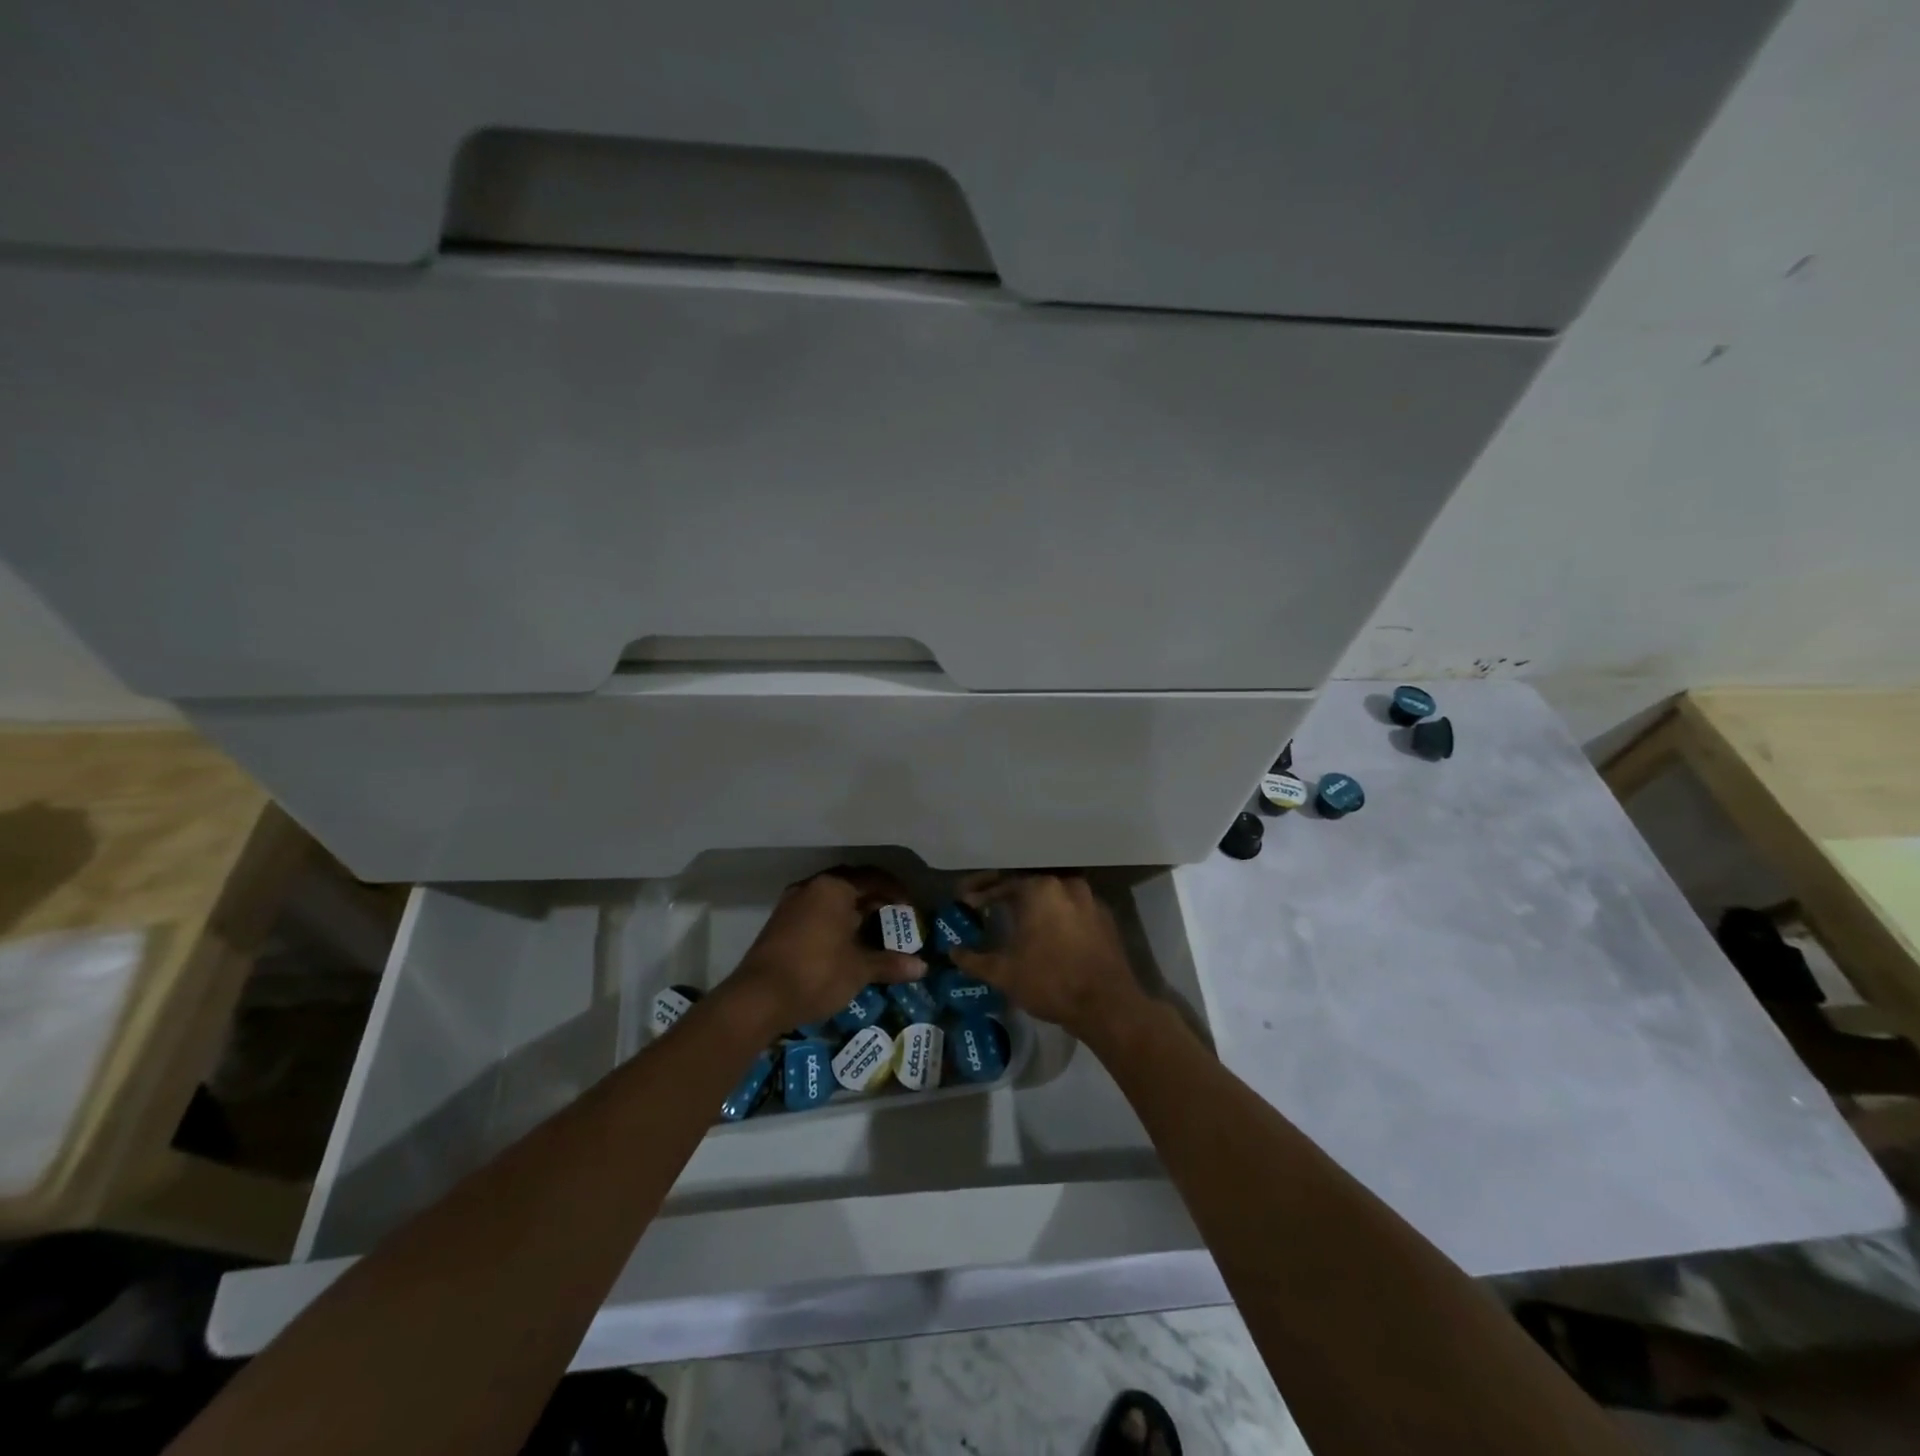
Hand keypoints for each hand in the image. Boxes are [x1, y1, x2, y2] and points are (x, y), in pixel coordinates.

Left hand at [725, 869, 924, 1033]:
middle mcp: (812, 887)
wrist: (758, 998)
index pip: (874, 878)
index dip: (897, 892)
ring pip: (831, 898)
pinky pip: (816, 912)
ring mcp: (792, 903)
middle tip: (894, 919)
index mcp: (834, 888)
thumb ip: (890, 963)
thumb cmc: (817, 974)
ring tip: (872, 932)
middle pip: (852, 884)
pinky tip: (844, 943)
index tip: (911, 910)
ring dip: (853, 911)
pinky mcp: (780, 923)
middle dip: (875, 900)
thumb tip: (922, 967)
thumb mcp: (859, 969)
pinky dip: (834, 921)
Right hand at [952, 873, 1150, 1044]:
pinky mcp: (1106, 918)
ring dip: (1033, 902)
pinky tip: (1046, 931)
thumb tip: (953, 952)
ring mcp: (1090, 899)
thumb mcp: (1004, 973)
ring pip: (1053, 894)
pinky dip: (1056, 914)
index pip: (1003, 882)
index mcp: (1040, 889)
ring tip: (1015, 916)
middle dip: (1006, 893)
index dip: (981, 893)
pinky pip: (1073, 908)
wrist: (1108, 1006)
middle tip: (987, 904)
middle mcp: (1067, 885)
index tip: (966, 902)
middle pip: (1029, 882)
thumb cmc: (1050, 982)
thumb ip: (974, 960)